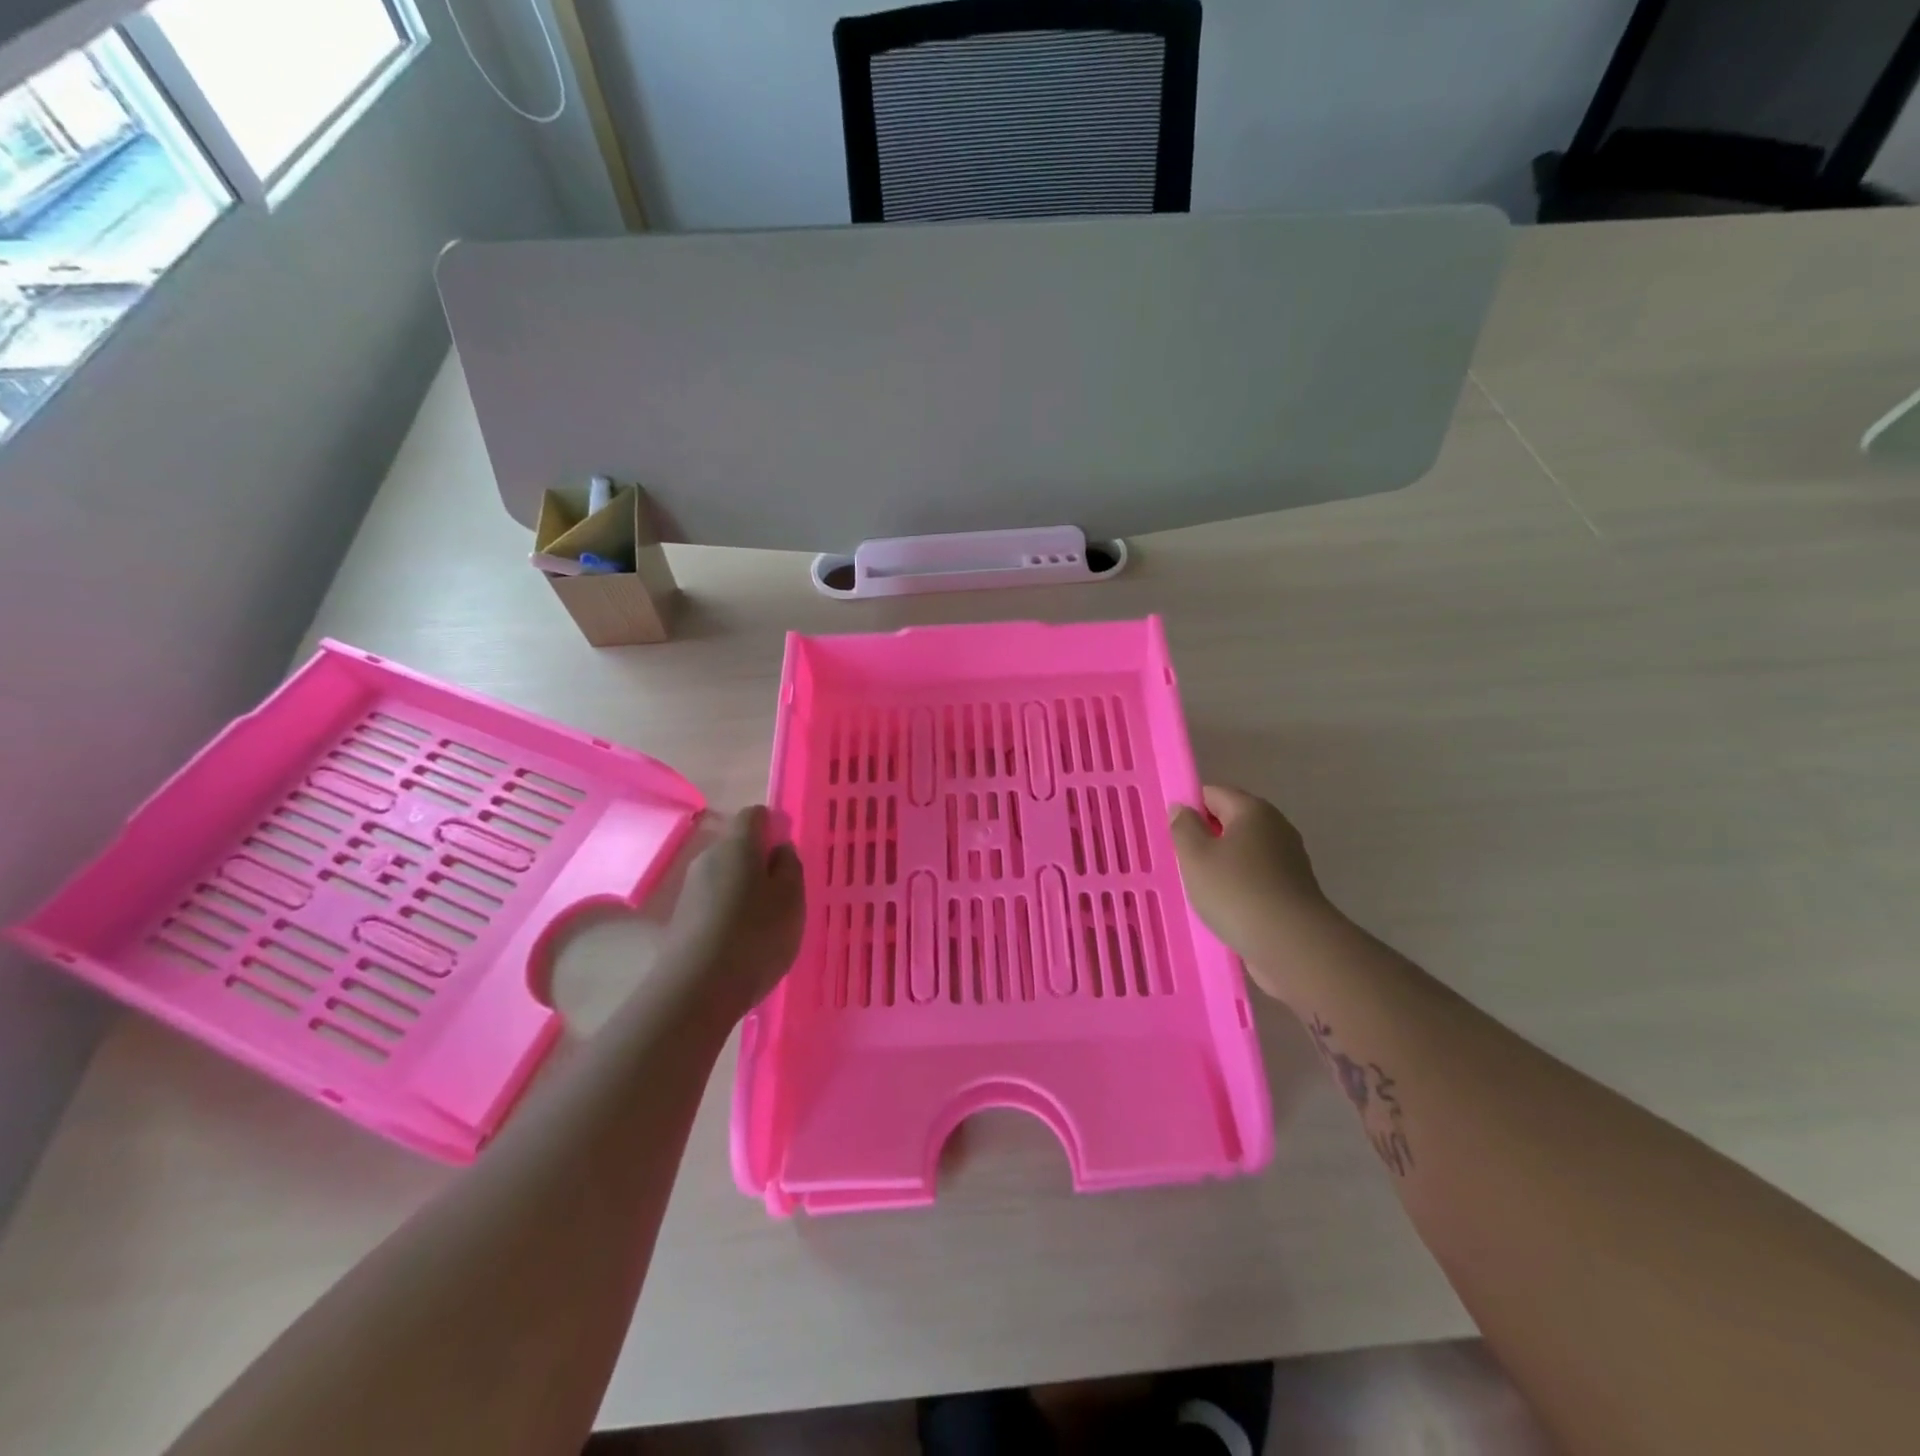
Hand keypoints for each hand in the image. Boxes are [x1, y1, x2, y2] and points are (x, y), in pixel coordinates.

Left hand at [668, 806, 805, 1016]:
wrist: (696, 989)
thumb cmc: (755, 934)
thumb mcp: (791, 898)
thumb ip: (789, 866)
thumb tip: (778, 848)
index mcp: (738, 844)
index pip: (755, 815)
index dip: (774, 826)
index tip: (788, 853)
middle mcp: (708, 857)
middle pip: (737, 846)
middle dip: (759, 862)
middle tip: (783, 893)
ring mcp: (690, 889)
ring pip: (724, 876)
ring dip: (744, 890)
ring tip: (764, 923)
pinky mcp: (680, 919)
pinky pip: (713, 903)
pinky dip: (728, 913)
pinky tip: (741, 941)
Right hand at [1170, 785, 1332, 997]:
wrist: (1293, 945)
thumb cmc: (1236, 891)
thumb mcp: (1195, 856)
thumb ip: (1183, 827)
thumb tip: (1182, 808)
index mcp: (1252, 810)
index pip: (1213, 793)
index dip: (1189, 808)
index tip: (1172, 835)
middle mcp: (1276, 827)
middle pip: (1231, 822)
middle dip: (1206, 838)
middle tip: (1182, 862)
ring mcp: (1289, 859)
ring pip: (1244, 852)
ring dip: (1222, 865)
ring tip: (1201, 888)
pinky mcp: (1293, 889)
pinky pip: (1257, 877)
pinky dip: (1239, 886)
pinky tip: (1226, 907)